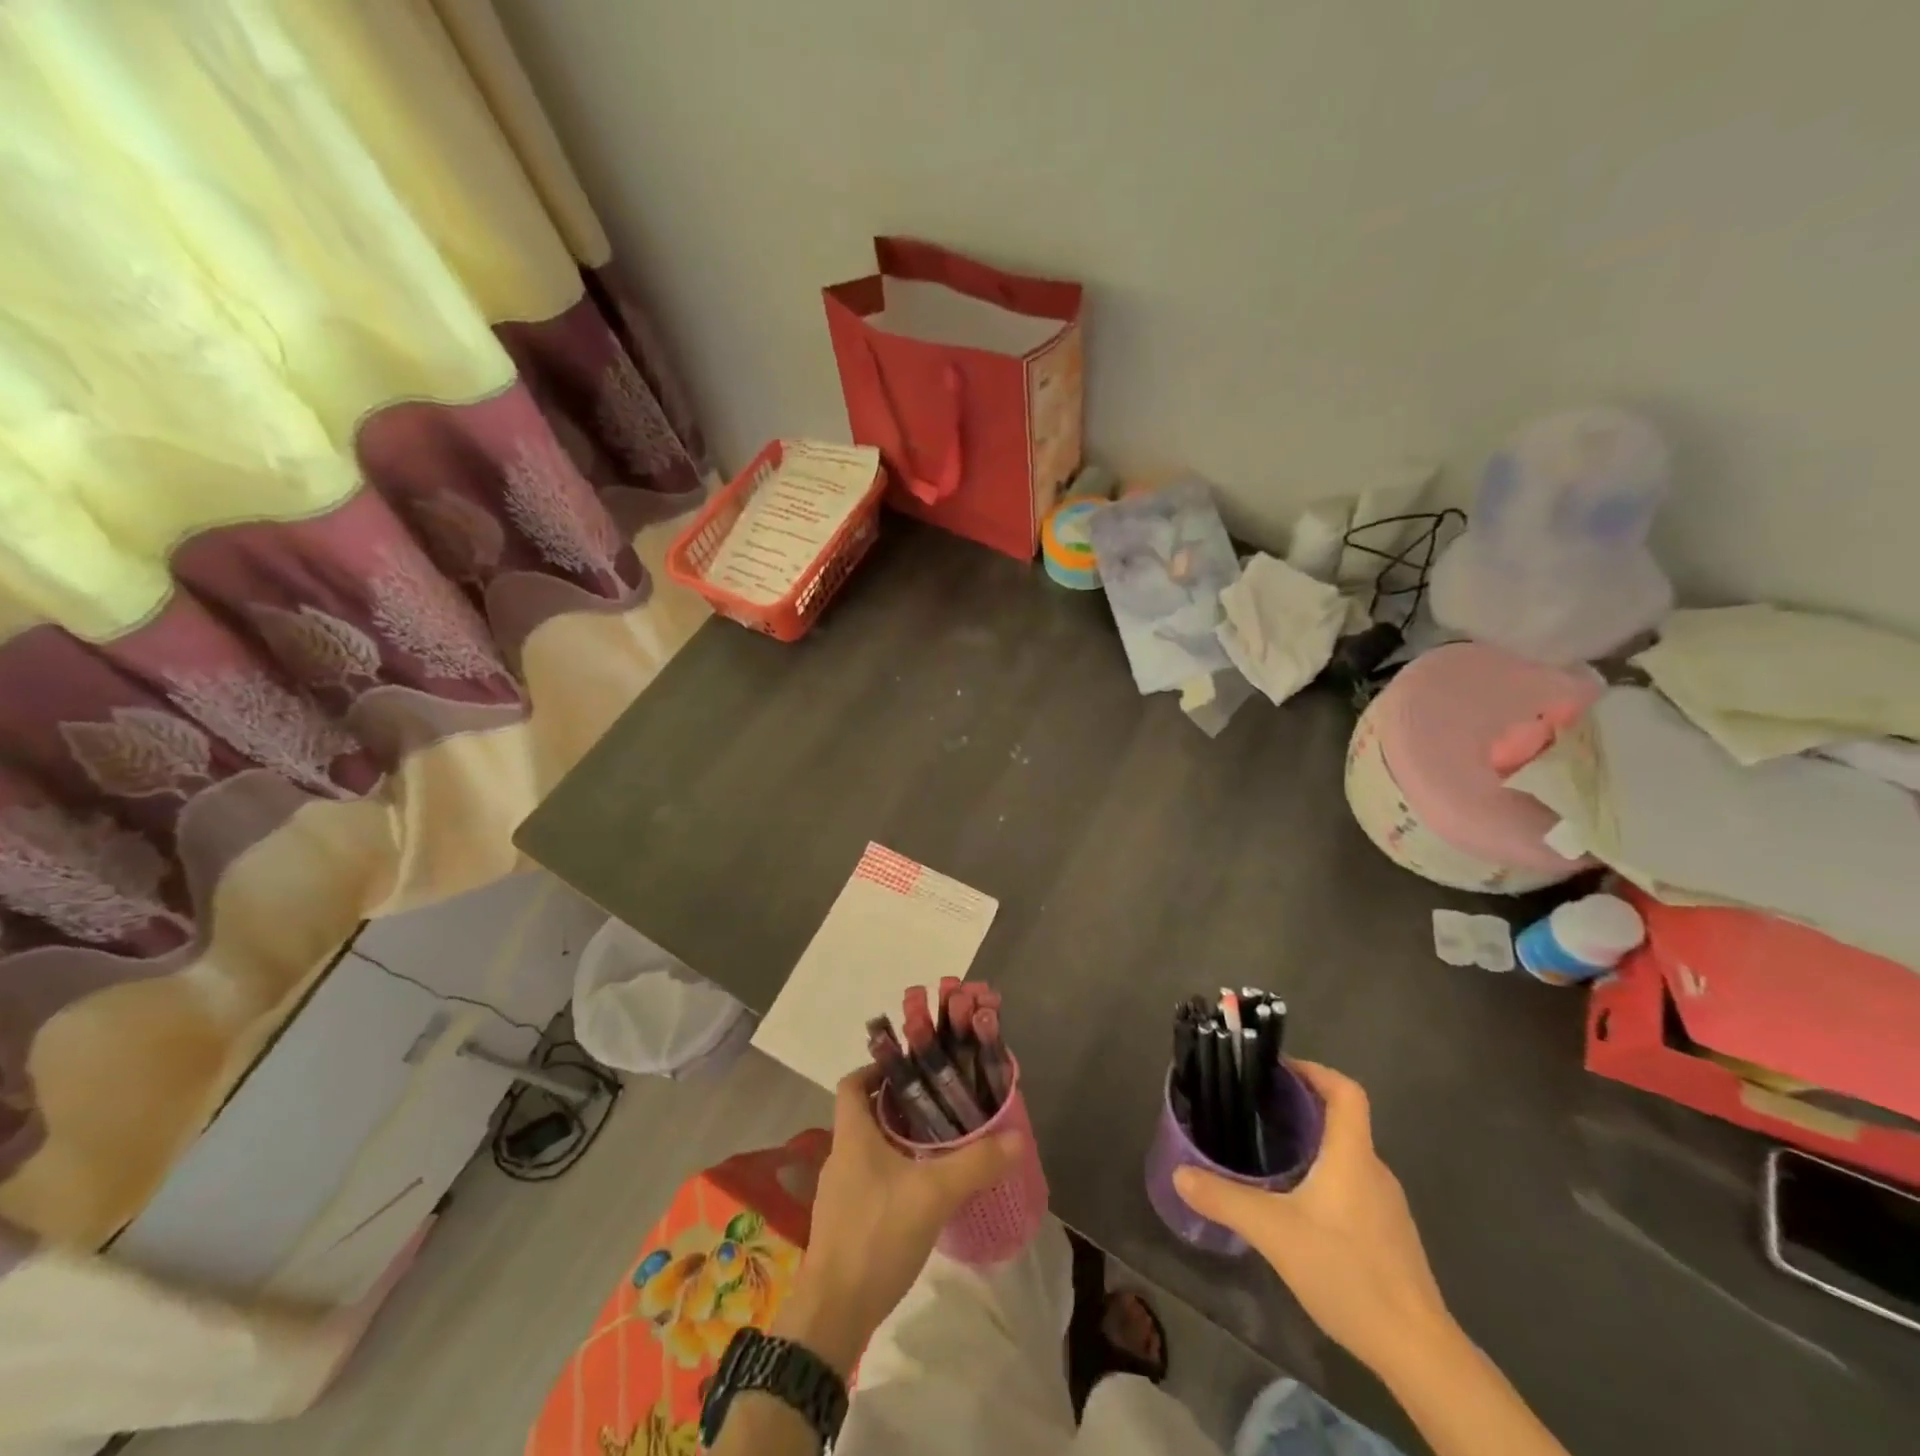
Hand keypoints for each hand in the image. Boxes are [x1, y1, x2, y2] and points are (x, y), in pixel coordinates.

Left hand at [777, 1064, 1022, 1372]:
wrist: (832, 1314)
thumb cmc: (876, 1235)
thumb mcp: (933, 1194)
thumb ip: (975, 1163)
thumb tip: (1017, 1136)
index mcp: (852, 1136)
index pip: (852, 1083)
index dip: (878, 1068)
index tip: (912, 1069)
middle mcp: (841, 1157)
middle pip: (866, 1114)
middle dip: (901, 1106)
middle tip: (940, 1104)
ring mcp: (840, 1193)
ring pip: (870, 1149)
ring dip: (899, 1141)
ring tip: (939, 1144)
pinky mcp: (846, 1223)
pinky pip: (871, 1181)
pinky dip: (894, 1174)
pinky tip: (922, 1192)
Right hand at [1172, 1060, 1450, 1377]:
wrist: (1416, 1350)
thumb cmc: (1347, 1272)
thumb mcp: (1273, 1232)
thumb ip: (1224, 1199)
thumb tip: (1180, 1174)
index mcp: (1352, 1155)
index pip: (1346, 1091)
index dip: (1316, 1071)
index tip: (1279, 1071)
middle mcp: (1375, 1171)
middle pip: (1344, 1120)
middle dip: (1304, 1108)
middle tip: (1260, 1111)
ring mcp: (1388, 1206)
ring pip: (1348, 1156)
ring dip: (1315, 1145)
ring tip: (1272, 1154)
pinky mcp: (1390, 1236)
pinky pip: (1355, 1187)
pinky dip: (1327, 1178)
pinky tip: (1300, 1207)